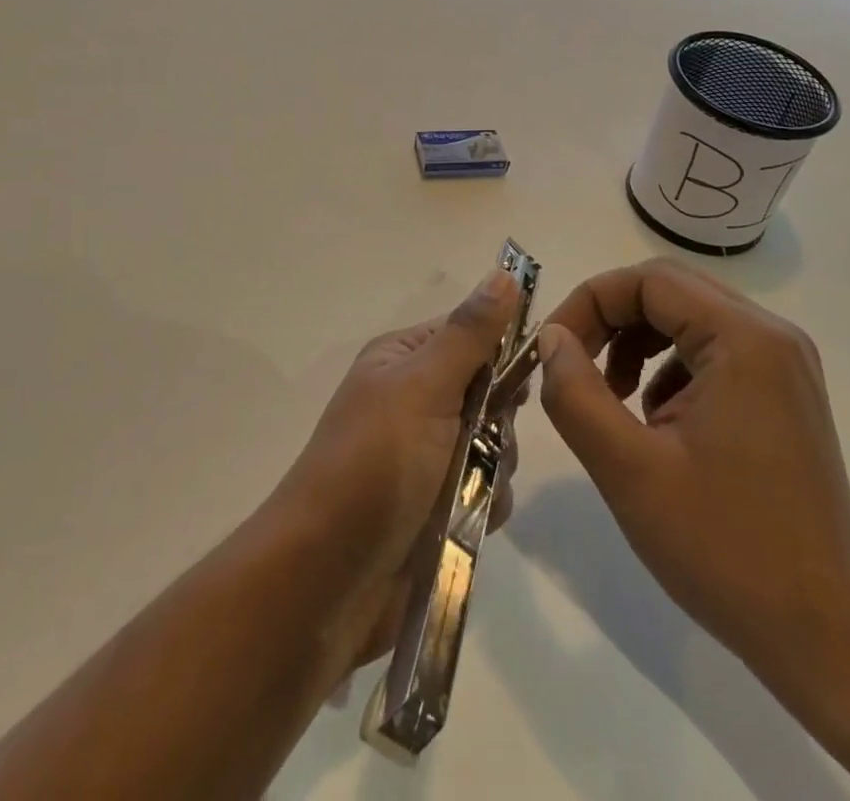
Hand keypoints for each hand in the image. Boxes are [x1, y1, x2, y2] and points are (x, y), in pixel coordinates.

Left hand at [272, 268, 522, 678]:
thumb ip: (470, 334)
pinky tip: (465, 523)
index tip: (522, 378)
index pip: (470, 333)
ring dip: (491, 469)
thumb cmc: (374, 464)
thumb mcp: (424, 387)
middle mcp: (414, 400)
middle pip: (490, 393)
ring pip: (495, 446)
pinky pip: (486, 492)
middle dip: (498, 422)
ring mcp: (425, 456)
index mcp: (403, 360)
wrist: (327, 578)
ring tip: (464, 493)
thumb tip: (504, 271)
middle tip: (480, 441)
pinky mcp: (436, 506)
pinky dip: (483, 506)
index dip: (501, 351)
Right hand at [536, 260, 849, 708]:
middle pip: (669, 290)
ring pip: (687, 318)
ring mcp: (783, 365)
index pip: (647, 280)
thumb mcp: (629, 470)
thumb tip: (550, 339)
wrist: (829, 639)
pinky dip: (667, 368)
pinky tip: (655, 423)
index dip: (588, 303)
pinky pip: (710, 351)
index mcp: (744, 340)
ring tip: (612, 399)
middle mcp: (771, 336)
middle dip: (609, 319)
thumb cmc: (727, 550)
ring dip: (636, 343)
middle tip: (572, 366)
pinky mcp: (783, 394)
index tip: (551, 350)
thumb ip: (575, 393)